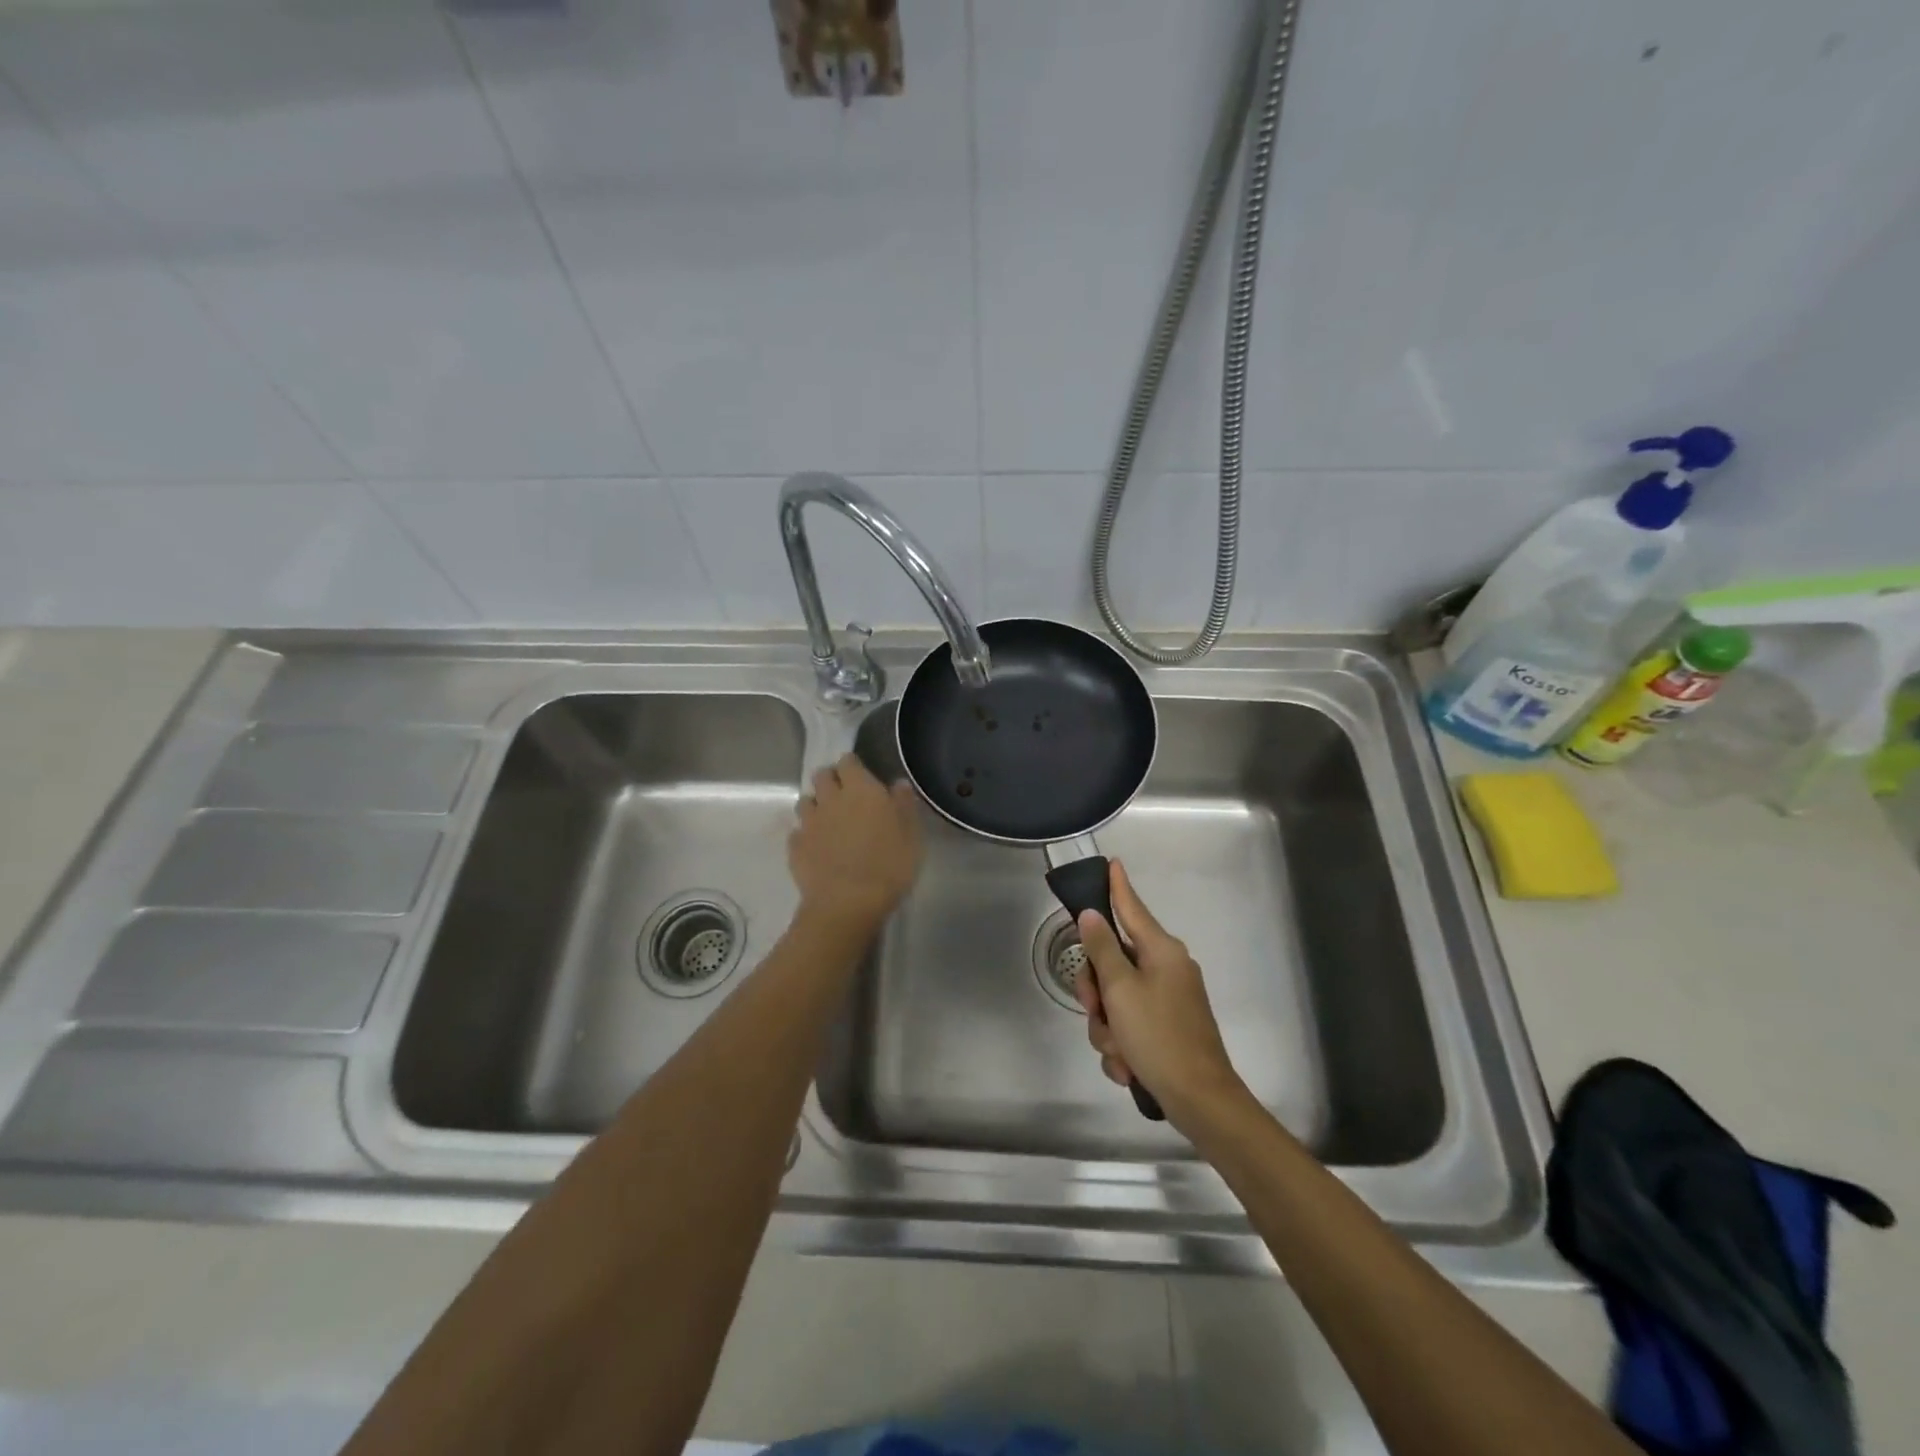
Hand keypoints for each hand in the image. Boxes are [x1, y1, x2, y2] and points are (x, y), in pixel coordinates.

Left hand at [789, 753, 921, 931]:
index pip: (848, 761)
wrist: (847, 903)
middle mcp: (830, 798)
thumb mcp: (911, 835)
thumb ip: (904, 804)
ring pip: (805, 801)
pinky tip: (816, 847)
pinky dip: (805, 835)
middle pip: (821, 776)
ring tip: (828, 820)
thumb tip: (898, 783)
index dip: (852, 766)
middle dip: (830, 780)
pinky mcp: (795, 847)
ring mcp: (809, 823)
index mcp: (860, 789)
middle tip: (843, 795)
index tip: (860, 776)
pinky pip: (797, 832)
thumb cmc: (888, 865)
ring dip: (815, 805)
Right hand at [1074, 861, 1247, 1126]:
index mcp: (1161, 951)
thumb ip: (1102, 949)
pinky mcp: (1165, 1029)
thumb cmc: (1159, 1037)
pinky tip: (1129, 1067)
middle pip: (1113, 962)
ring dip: (1108, 1028)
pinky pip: (1129, 1026)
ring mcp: (1168, 1000)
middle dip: (1097, 993)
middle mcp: (1166, 969)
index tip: (1112, 862)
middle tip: (1096, 1010)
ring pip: (1116, 1000)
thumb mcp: (1121, 990)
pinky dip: (1122, 1047)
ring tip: (1119, 1051)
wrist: (1200, 1100)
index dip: (1117, 886)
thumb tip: (1092, 915)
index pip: (1131, 908)